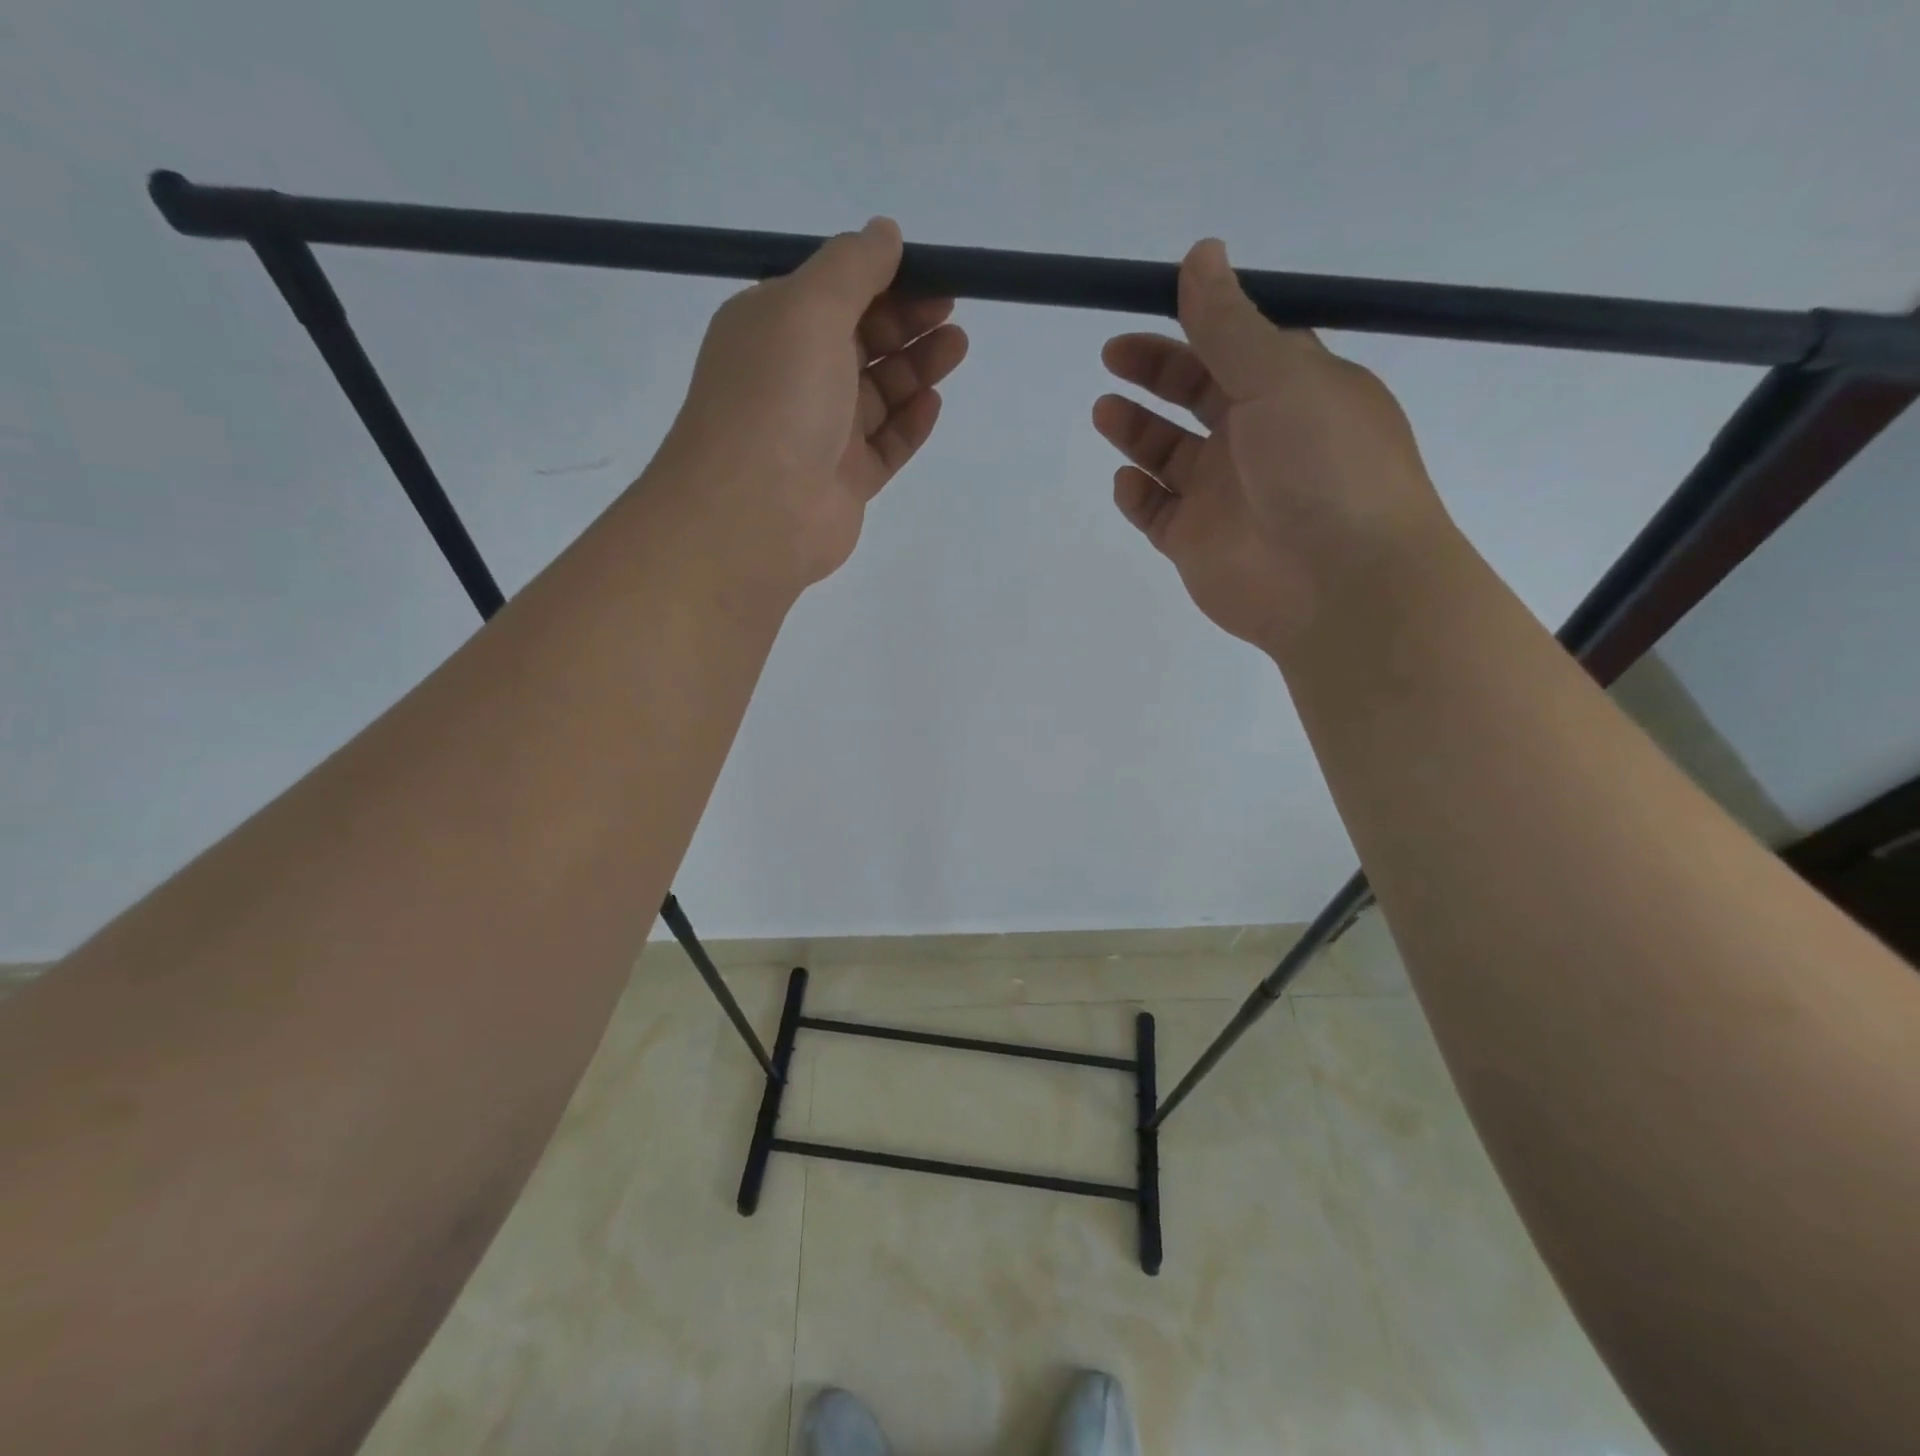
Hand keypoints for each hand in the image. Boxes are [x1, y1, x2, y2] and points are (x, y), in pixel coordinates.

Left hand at [656, 216, 968, 599]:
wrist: (756, 513)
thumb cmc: (778, 398)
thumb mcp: (810, 308)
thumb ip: (853, 267)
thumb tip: (885, 232)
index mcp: (773, 328)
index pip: (834, 294)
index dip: (883, 280)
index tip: (930, 273)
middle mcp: (795, 378)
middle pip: (860, 342)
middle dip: (906, 323)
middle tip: (951, 312)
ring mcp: (821, 434)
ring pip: (878, 395)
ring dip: (916, 368)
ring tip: (956, 347)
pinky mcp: (845, 481)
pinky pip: (885, 446)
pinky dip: (909, 424)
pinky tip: (933, 403)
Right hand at [1093, 239, 1448, 657]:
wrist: (1339, 584)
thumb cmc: (1324, 467)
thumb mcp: (1281, 377)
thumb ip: (1230, 324)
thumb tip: (1201, 252)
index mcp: (1292, 391)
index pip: (1235, 347)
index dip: (1194, 324)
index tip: (1148, 306)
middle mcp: (1257, 440)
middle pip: (1195, 396)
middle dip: (1155, 372)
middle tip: (1112, 357)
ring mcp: (1224, 495)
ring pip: (1169, 455)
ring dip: (1136, 430)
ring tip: (1105, 411)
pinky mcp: (1195, 544)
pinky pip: (1156, 511)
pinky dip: (1137, 493)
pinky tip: (1129, 480)